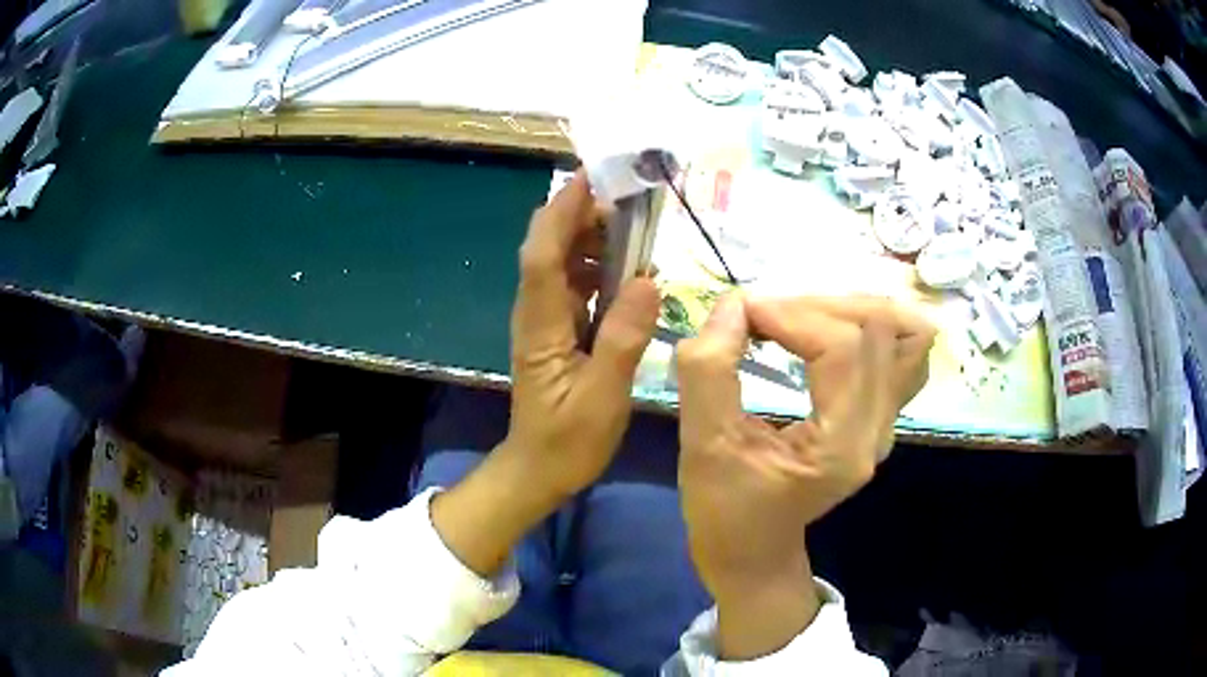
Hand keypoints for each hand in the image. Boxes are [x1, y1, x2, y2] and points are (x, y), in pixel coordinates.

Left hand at [433, 171, 658, 576]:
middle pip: (550, 245)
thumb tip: (646, 280)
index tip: (593, 176)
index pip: (543, 253)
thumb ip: (623, 338)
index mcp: (540, 325)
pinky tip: (631, 265)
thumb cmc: (568, 440)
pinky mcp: (560, 328)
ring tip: (638, 220)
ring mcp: (547, 318)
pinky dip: (600, 264)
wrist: (538, 469)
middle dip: (583, 212)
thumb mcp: (603, 397)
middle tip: (631, 193)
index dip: (564, 210)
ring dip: (594, 234)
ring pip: (563, 259)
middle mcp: (537, 311)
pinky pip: (577, 282)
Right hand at [675, 293, 934, 658]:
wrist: (756, 553)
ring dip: (852, 308)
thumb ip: (709, 370)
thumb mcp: (702, 445)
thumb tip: (732, 304)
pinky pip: (903, 352)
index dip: (791, 314)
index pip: (842, 347)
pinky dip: (872, 326)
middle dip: (817, 304)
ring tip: (800, 316)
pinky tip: (830, 331)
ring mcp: (888, 424)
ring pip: (906, 334)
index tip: (741, 313)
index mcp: (840, 447)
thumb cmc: (724, 511)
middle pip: (879, 329)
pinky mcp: (884, 416)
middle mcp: (878, 431)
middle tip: (766, 314)